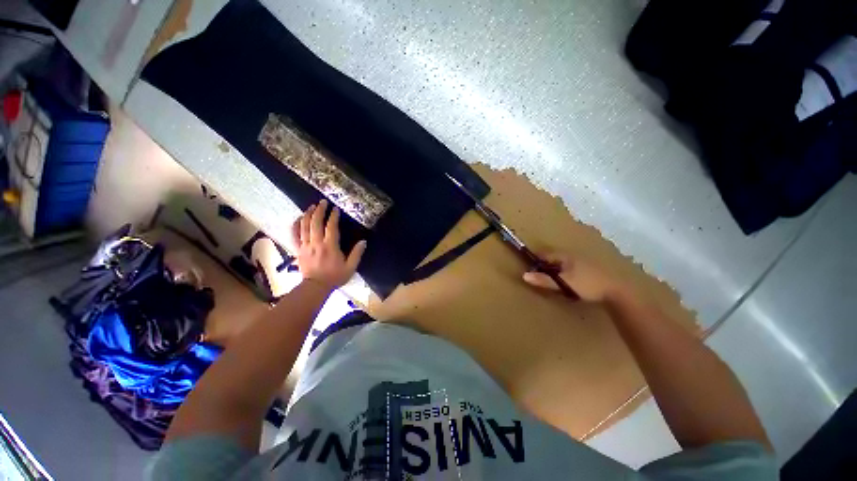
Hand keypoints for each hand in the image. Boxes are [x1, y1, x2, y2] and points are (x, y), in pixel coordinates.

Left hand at [291, 200, 366, 289]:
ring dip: (308, 214)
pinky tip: (299, 218)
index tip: (336, 209)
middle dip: (319, 210)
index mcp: (330, 246)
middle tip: (323, 202)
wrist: (315, 287)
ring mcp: (305, 246)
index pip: (331, 227)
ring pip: (304, 226)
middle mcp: (316, 243)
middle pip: (316, 223)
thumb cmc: (335, 277)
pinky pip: (295, 235)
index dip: (333, 216)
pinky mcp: (298, 249)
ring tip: (311, 206)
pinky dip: (296, 225)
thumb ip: (357, 254)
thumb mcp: (350, 267)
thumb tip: (364, 241)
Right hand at [522, 252, 630, 302]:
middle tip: (541, 274)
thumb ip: (544, 280)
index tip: (530, 266)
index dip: (536, 259)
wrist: (620, 290)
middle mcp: (574, 255)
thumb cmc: (588, 284)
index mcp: (565, 256)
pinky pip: (574, 267)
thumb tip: (524, 275)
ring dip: (558, 268)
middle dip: (547, 264)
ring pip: (565, 262)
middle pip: (555, 257)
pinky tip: (571, 280)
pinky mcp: (593, 268)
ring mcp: (585, 261)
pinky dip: (568, 272)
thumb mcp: (564, 283)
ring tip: (554, 278)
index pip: (545, 254)